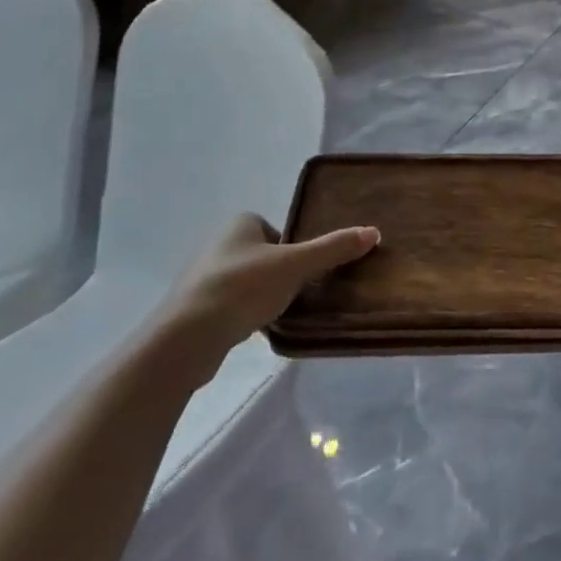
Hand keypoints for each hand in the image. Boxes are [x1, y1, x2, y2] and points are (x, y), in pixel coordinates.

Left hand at [153, 213, 378, 381]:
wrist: (186, 336)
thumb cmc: (243, 287)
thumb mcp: (296, 265)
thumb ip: (333, 249)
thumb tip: (374, 231)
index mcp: (240, 224)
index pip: (278, 230)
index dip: (294, 248)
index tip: (306, 270)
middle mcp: (219, 244)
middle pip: (265, 256)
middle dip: (281, 273)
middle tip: (300, 292)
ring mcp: (204, 278)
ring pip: (248, 282)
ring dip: (263, 296)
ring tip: (281, 314)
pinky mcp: (196, 310)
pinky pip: (232, 306)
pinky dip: (246, 315)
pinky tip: (257, 331)